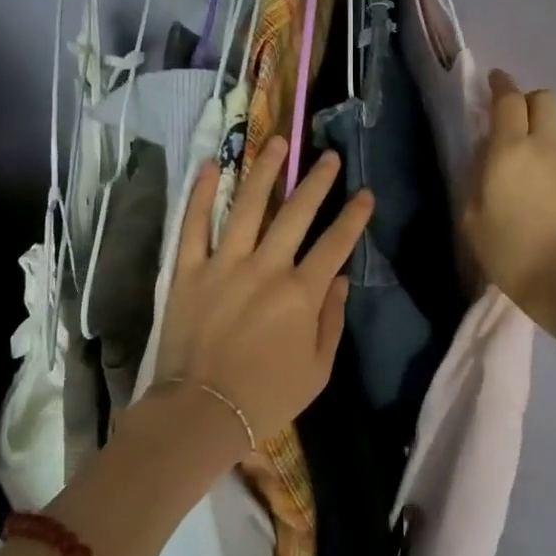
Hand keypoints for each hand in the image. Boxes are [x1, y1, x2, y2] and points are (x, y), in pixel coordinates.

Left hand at [153, 137, 373, 452]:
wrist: (201, 413)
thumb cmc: (266, 397)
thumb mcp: (318, 370)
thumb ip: (332, 320)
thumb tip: (340, 278)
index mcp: (301, 293)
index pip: (335, 244)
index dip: (354, 216)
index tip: (365, 193)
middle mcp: (266, 267)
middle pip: (296, 213)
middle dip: (317, 181)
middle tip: (329, 156)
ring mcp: (225, 263)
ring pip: (247, 205)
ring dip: (264, 171)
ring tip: (277, 142)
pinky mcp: (189, 269)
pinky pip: (194, 224)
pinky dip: (199, 194)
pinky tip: (209, 166)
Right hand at [464, 70, 555, 335]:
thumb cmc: (511, 254)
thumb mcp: (473, 219)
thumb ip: (476, 178)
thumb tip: (486, 156)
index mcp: (510, 151)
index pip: (508, 100)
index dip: (500, 85)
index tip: (494, 81)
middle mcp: (546, 147)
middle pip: (545, 99)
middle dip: (528, 99)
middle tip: (513, 118)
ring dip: (544, 131)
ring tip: (531, 160)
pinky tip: (550, 189)